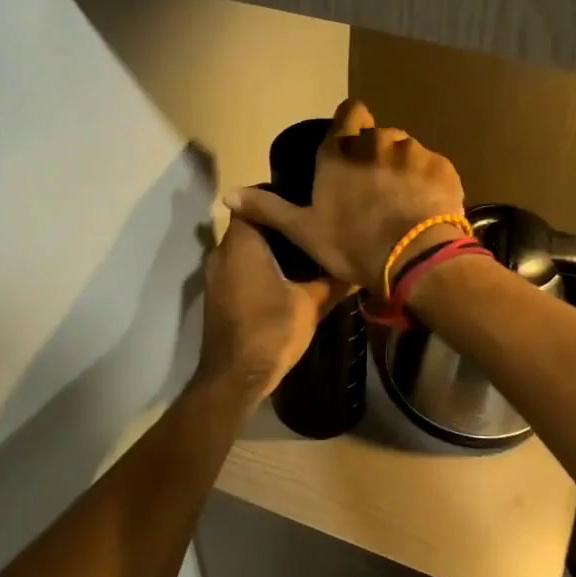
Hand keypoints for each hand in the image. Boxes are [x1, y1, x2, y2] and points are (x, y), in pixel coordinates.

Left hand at [193, 217, 342, 402]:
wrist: (234, 377)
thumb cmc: (271, 330)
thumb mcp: (310, 304)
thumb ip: (333, 280)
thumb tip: (359, 267)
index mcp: (241, 244)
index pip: (253, 203)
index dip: (278, 198)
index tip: (304, 203)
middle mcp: (222, 252)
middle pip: (250, 226)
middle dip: (279, 227)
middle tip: (313, 228)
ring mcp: (216, 275)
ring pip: (244, 249)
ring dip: (269, 250)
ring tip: (305, 253)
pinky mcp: (217, 295)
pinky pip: (239, 268)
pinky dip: (259, 268)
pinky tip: (286, 279)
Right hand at [225, 99, 465, 291]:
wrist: (414, 259)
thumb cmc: (352, 243)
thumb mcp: (303, 231)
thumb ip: (267, 208)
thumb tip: (226, 194)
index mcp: (341, 151)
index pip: (350, 112)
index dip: (349, 126)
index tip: (348, 149)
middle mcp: (377, 141)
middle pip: (377, 136)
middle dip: (374, 156)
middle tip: (372, 190)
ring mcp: (414, 151)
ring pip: (406, 151)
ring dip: (401, 169)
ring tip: (400, 203)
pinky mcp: (443, 167)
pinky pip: (432, 168)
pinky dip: (427, 183)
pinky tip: (423, 209)